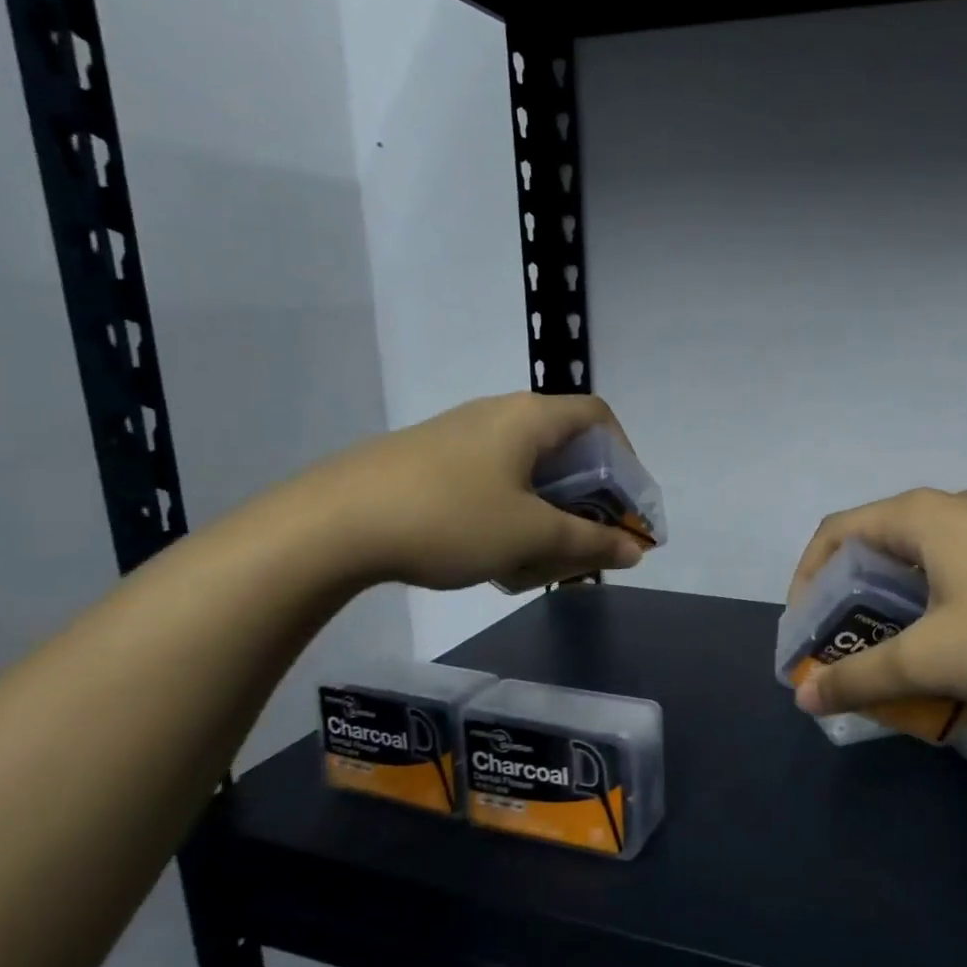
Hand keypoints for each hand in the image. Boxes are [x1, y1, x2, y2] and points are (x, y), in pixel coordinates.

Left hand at [309, 391, 647, 591]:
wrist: (330, 525)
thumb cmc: (450, 518)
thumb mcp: (532, 535)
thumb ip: (591, 541)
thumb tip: (637, 550)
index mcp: (530, 417)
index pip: (598, 416)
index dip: (626, 455)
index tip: (626, 502)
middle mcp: (498, 414)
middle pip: (564, 444)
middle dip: (588, 494)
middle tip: (590, 537)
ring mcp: (459, 434)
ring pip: (526, 466)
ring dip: (548, 507)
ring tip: (543, 552)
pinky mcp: (429, 459)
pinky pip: (491, 477)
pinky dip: (511, 508)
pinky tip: (493, 548)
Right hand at [787, 488, 966, 717]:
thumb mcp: (932, 660)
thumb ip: (862, 679)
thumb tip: (805, 699)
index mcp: (919, 516)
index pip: (835, 533)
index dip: (806, 580)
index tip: (805, 630)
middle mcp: (951, 507)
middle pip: (876, 545)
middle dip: (850, 598)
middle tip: (846, 647)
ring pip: (919, 558)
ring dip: (893, 603)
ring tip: (894, 651)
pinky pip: (957, 566)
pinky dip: (933, 601)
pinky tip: (953, 643)